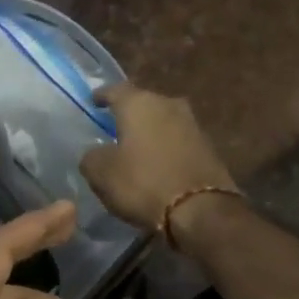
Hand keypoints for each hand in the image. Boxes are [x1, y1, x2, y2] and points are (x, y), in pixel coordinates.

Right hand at [80, 82, 235, 232]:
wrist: (200, 209)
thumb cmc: (143, 183)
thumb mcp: (101, 174)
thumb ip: (91, 157)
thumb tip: (96, 153)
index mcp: (139, 104)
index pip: (115, 89)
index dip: (101, 95)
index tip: (93, 101)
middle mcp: (168, 105)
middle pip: (142, 103)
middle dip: (127, 114)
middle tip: (113, 127)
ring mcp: (192, 124)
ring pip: (161, 122)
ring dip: (148, 132)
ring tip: (133, 148)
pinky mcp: (207, 147)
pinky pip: (176, 141)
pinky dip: (163, 148)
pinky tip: (155, 163)